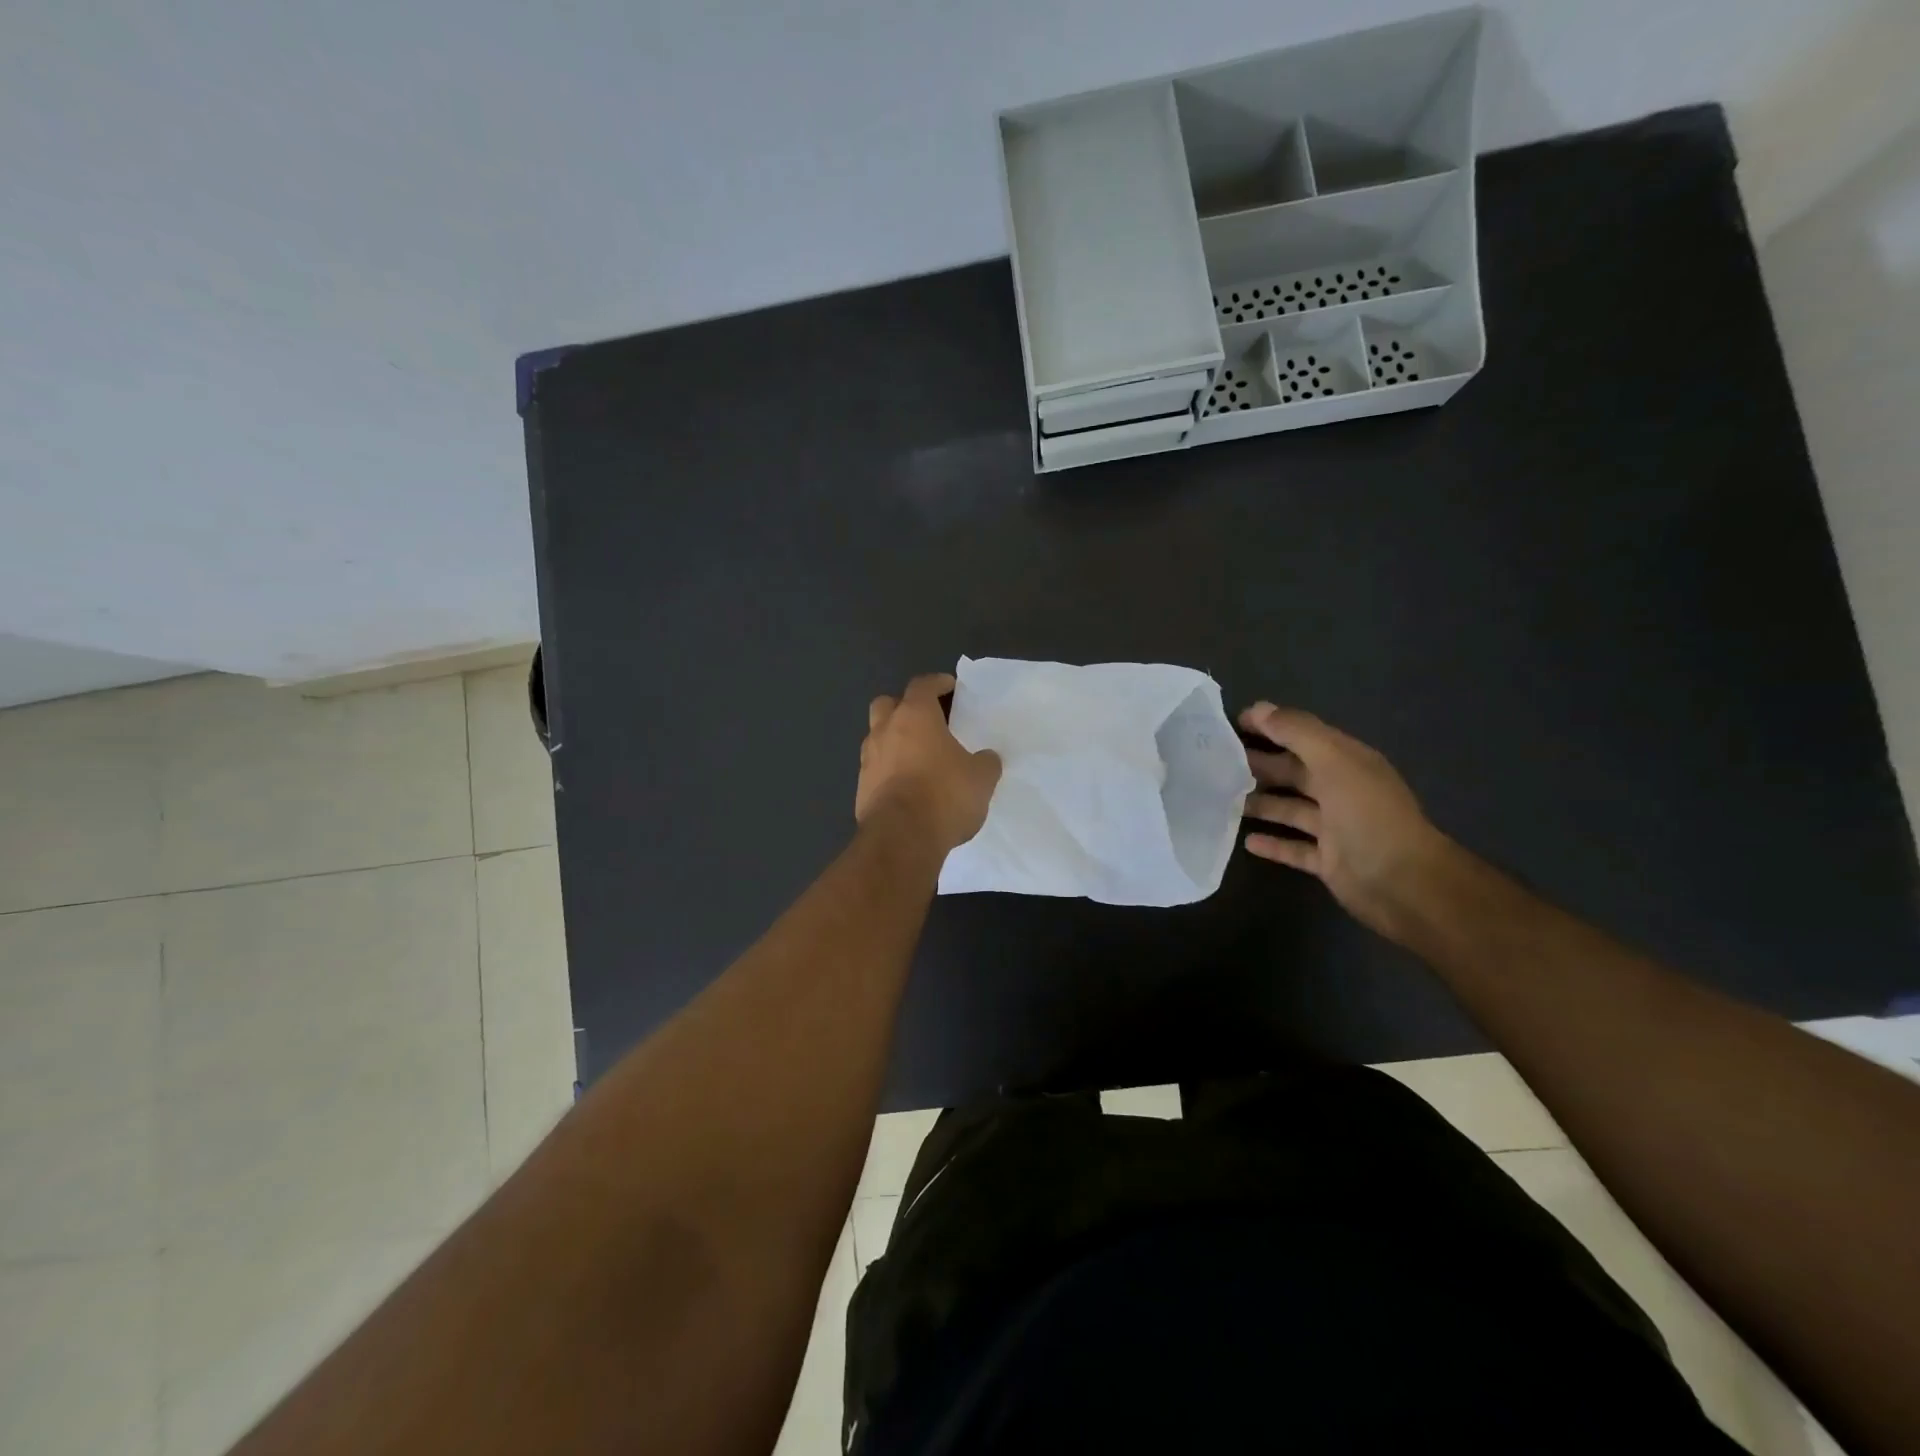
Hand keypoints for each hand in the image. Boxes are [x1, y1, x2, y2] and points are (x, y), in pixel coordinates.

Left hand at [856, 673, 1001, 853]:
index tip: (949, 687)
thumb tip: (986, 758)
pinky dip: (889, 770)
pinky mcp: (861, 789)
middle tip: (926, 720)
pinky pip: (875, 769)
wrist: (901, 838)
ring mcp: (868, 760)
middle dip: (904, 706)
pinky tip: (907, 786)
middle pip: (887, 704)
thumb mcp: (981, 778)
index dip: (937, 683)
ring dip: (894, 740)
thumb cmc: (944, 795)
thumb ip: (985, 762)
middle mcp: (885, 730)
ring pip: (877, 737)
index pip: (922, 685)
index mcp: (915, 716)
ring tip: (917, 757)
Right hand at [1239, 702, 1451, 935]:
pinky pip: (1295, 848)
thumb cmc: (1367, 814)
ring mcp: (1336, 828)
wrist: (1402, 882)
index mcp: (1348, 762)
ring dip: (1261, 803)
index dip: (1271, 726)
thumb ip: (1297, 732)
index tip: (1232, 723)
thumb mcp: (1333, 761)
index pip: (1304, 736)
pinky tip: (1247, 841)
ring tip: (1223, 799)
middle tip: (1218, 763)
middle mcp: (1342, 791)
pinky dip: (1273, 844)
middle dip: (1260, 765)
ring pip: (1291, 809)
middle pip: (1295, 772)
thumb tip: (1260, 708)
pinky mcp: (1328, 861)